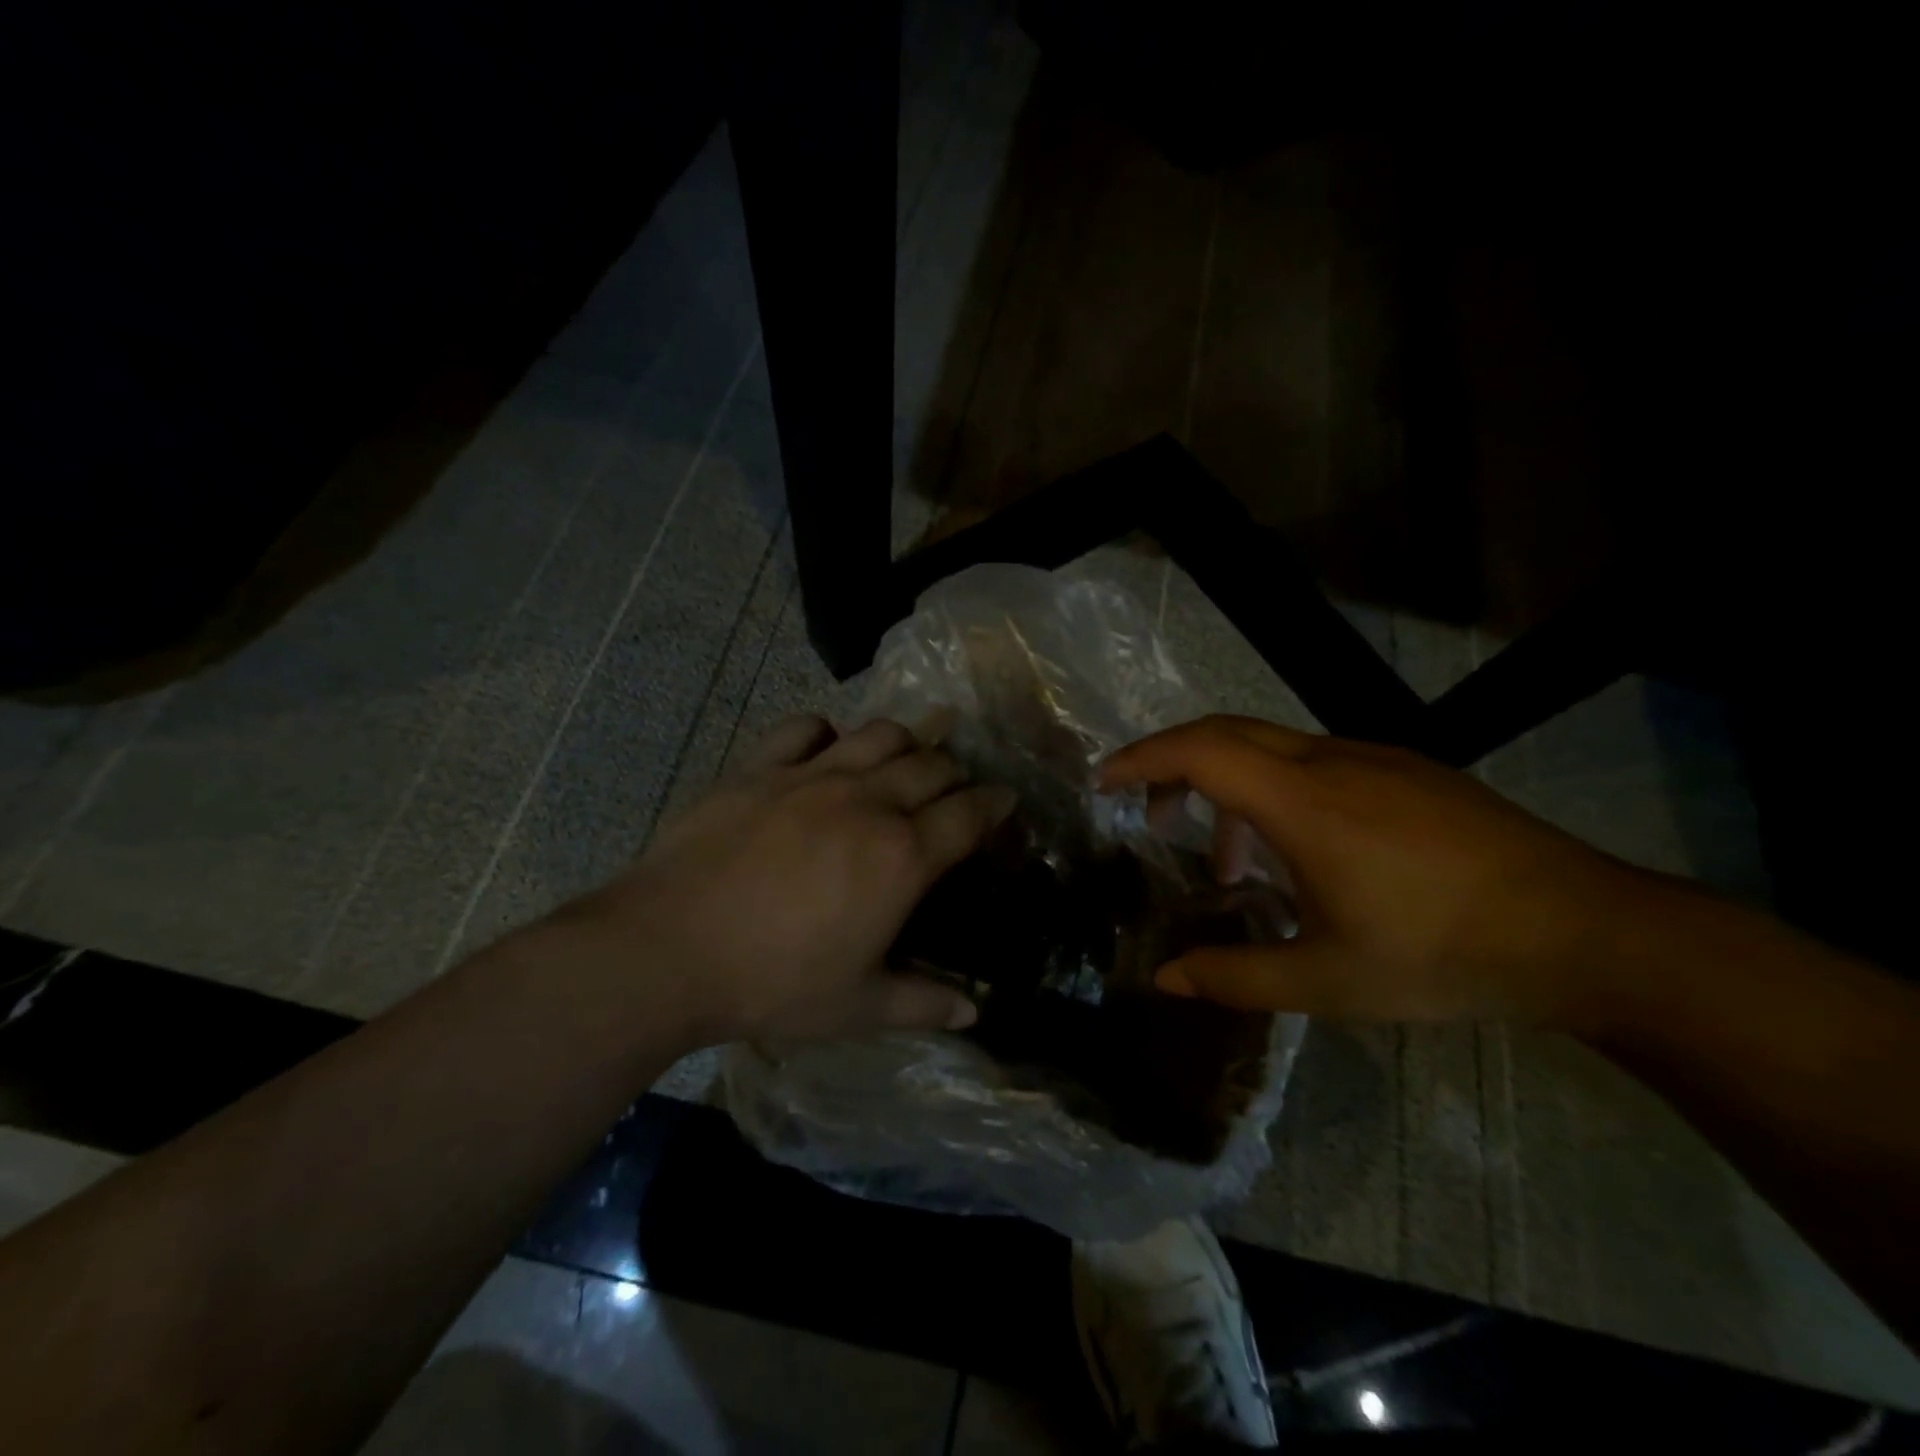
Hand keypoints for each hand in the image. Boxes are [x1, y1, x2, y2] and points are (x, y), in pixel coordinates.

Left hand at [566, 714, 1015, 1045]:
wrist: (668, 951)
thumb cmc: (772, 983)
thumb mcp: (857, 1007)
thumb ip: (923, 1004)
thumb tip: (975, 1011)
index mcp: (901, 856)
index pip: (968, 814)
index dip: (996, 805)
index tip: (1007, 800)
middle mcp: (867, 801)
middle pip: (932, 765)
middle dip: (956, 772)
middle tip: (956, 788)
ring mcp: (811, 776)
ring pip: (880, 734)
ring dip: (905, 741)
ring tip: (904, 759)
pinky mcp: (760, 767)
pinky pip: (804, 727)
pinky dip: (826, 732)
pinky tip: (826, 749)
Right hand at [1101, 716, 1652, 1028]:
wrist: (1585, 930)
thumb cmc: (1443, 954)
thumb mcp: (1329, 980)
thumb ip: (1237, 975)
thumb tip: (1167, 979)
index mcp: (1303, 802)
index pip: (1199, 750)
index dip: (1142, 758)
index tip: (1104, 782)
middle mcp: (1330, 761)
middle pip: (1225, 731)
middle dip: (1172, 762)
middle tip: (1148, 813)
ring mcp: (1373, 757)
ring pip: (1270, 748)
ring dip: (1228, 786)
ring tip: (1227, 861)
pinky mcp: (1406, 769)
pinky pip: (1314, 761)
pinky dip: (1274, 790)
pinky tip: (1299, 852)